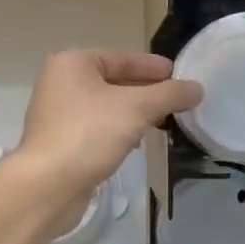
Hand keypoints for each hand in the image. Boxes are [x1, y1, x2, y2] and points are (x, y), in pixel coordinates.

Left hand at [14, 49, 201, 210]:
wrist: (47, 186)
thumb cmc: (89, 134)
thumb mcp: (136, 108)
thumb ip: (169, 95)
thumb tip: (197, 88)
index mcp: (73, 63)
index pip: (122, 57)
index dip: (153, 66)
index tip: (179, 74)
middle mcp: (61, 82)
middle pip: (114, 80)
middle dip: (146, 91)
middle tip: (177, 99)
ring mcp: (58, 114)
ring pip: (106, 106)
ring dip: (134, 112)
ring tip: (163, 121)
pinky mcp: (60, 142)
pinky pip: (97, 127)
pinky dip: (118, 130)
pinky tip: (137, 142)